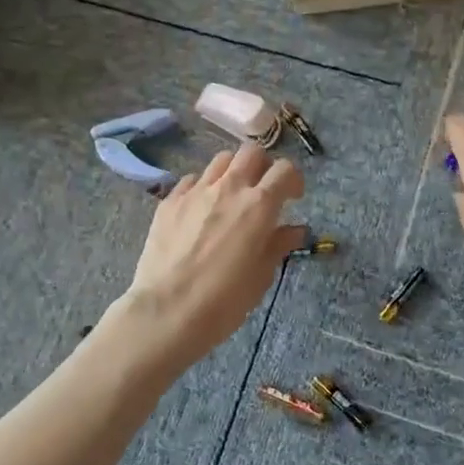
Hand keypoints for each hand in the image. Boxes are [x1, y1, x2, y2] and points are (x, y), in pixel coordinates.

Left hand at [122, 142, 308, 367]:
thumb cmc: (225, 300)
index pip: (284, 170)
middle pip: (252, 153)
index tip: (292, 197)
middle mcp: (229, 188)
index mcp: (259, 205)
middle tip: (262, 190)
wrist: (168, 311)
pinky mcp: (169, 201)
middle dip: (263, 166)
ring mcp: (196, 191)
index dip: (293, 180)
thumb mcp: (261, 275)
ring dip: (233, 172)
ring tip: (231, 196)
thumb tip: (295, 230)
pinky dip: (203, 187)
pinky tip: (201, 209)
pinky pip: (192, 180)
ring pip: (221, 160)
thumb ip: (278, 244)